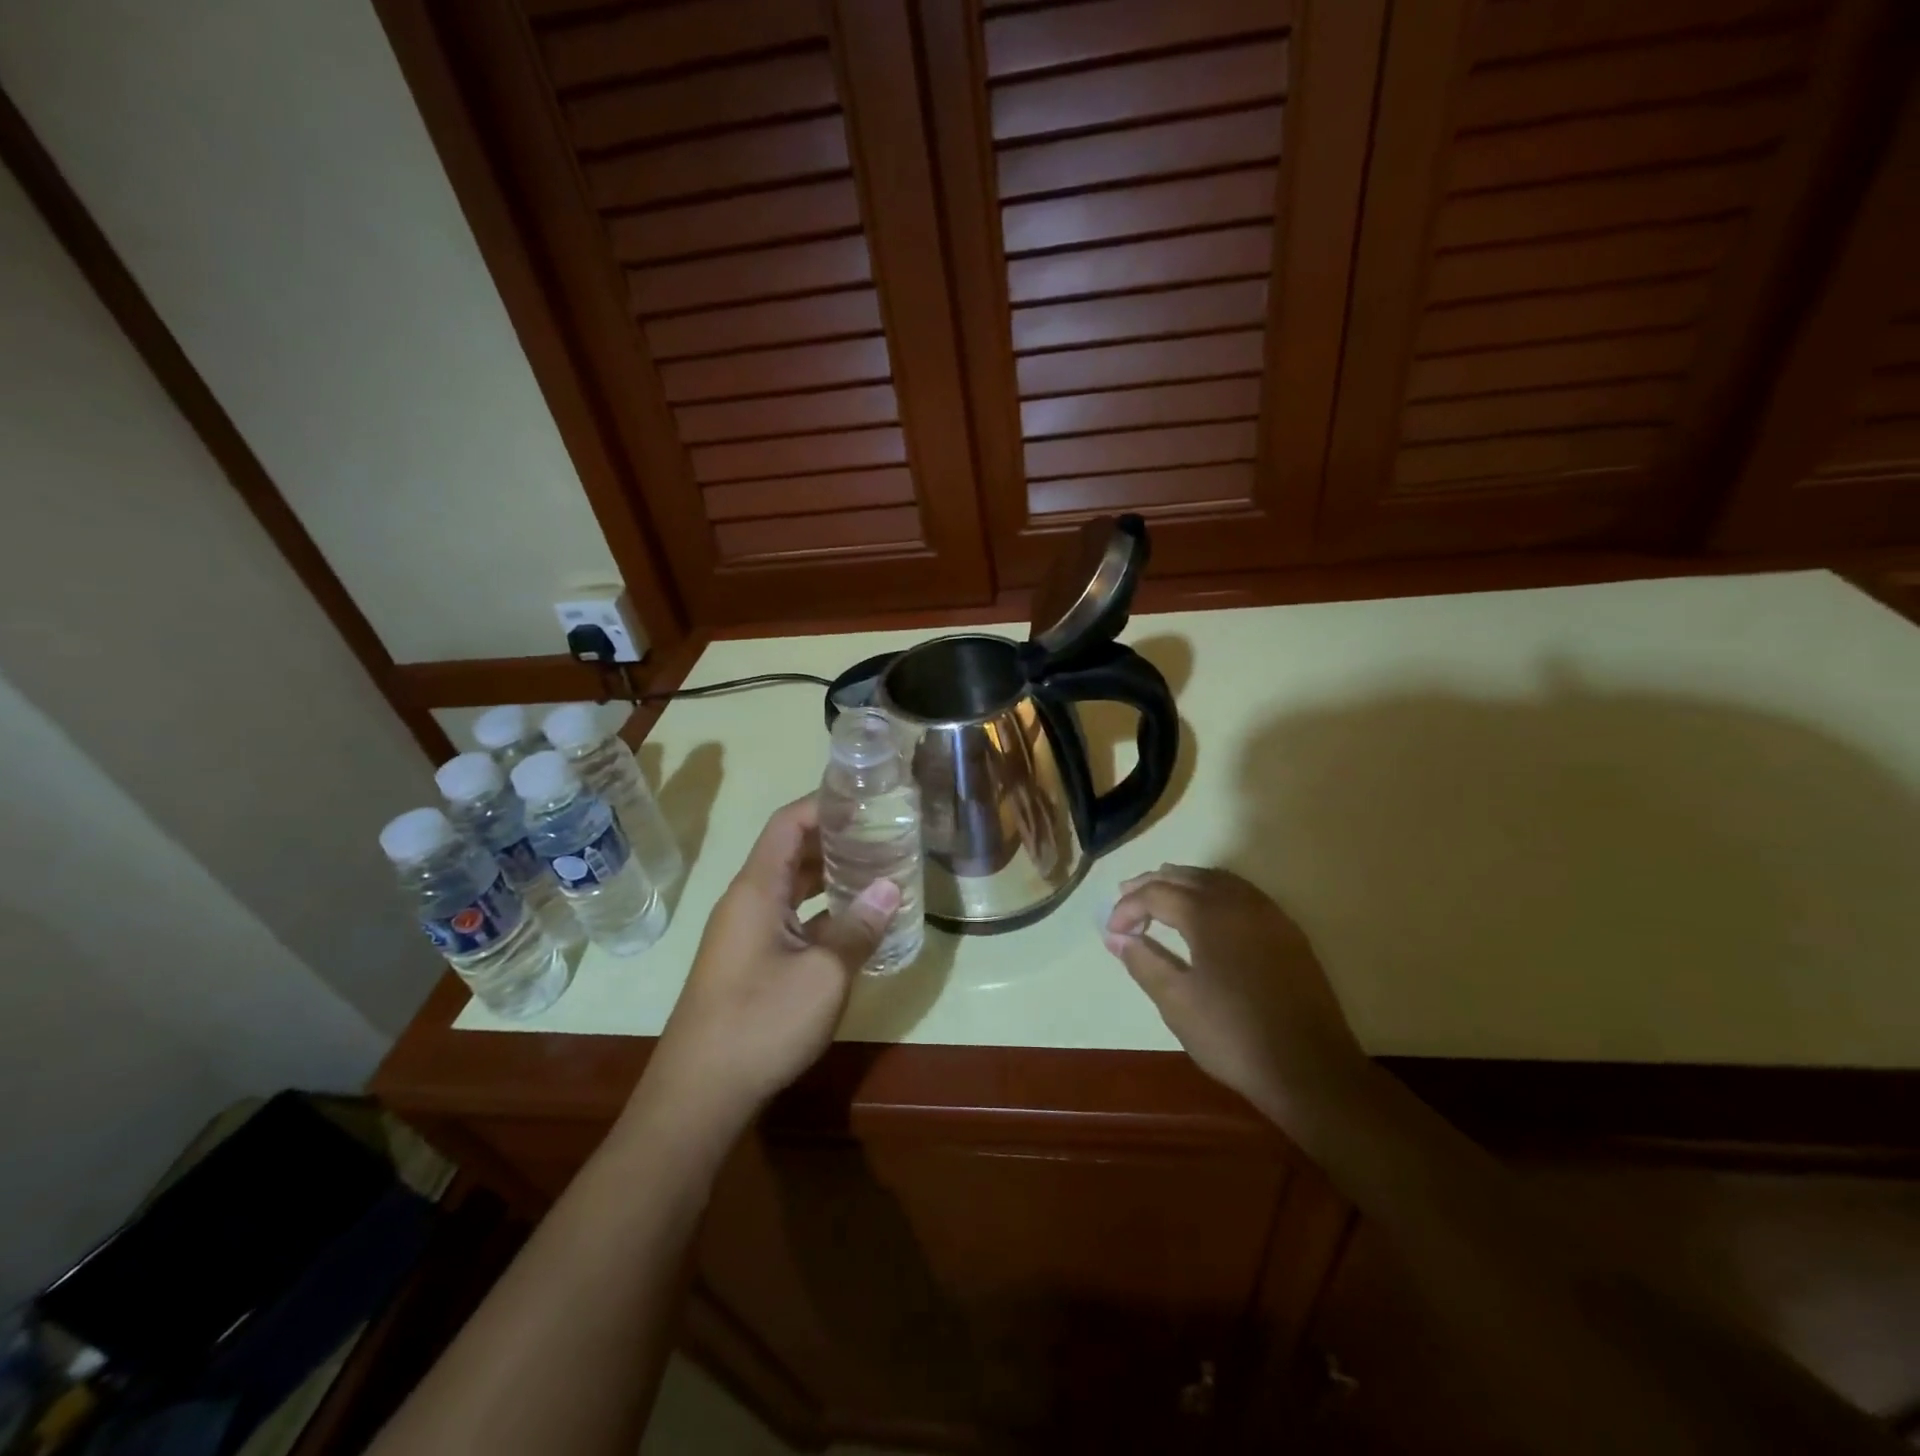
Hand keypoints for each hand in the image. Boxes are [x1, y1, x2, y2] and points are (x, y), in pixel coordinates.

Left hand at [640, 795, 899, 1132]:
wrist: (698, 1096)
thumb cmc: (761, 1023)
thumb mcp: (824, 975)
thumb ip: (859, 927)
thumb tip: (892, 886)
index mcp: (756, 890)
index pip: (788, 824)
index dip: (824, 804)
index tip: (865, 798)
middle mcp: (746, 902)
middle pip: (789, 851)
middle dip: (834, 838)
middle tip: (883, 833)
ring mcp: (745, 934)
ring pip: (790, 887)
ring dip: (828, 875)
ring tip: (875, 868)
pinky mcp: (749, 962)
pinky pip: (789, 918)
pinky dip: (820, 910)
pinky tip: (854, 922)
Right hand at [1105, 866, 1364, 1125]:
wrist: (1309, 1069)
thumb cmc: (1233, 1035)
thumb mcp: (1176, 1002)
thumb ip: (1143, 961)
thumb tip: (1114, 936)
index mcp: (1208, 914)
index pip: (1156, 893)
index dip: (1128, 907)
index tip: (1112, 931)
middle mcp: (1239, 902)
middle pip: (1187, 877)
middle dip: (1153, 884)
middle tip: (1126, 896)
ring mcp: (1268, 914)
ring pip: (1218, 880)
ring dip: (1184, 882)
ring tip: (1161, 896)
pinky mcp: (1287, 932)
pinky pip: (1242, 894)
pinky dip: (1214, 891)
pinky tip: (1207, 912)